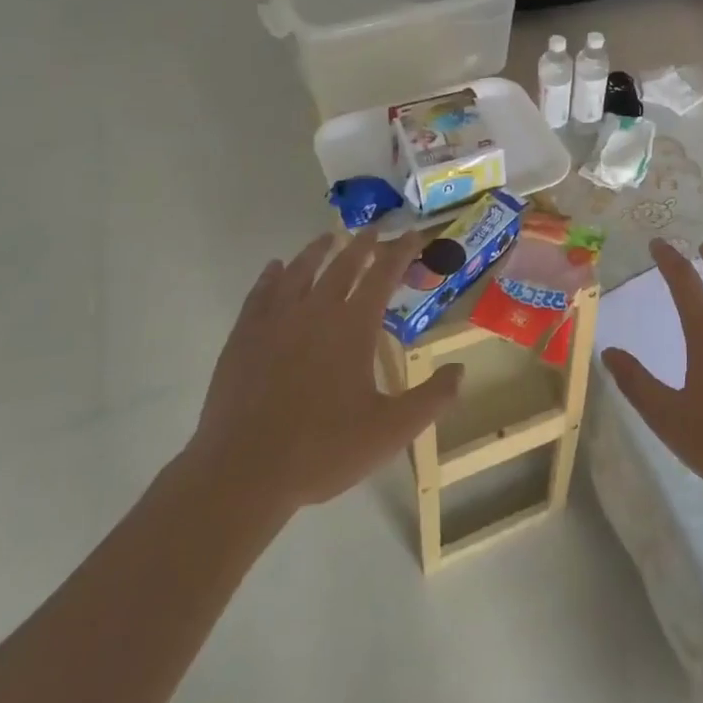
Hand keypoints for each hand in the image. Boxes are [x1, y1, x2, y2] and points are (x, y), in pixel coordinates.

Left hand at [188, 230, 463, 511]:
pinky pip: (260, 293)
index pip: (383, 273)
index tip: (414, 234)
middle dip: (364, 243)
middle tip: (376, 229)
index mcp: (353, 325)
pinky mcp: (244, 336)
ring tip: (329, 237)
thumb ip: (431, 398)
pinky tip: (275, 268)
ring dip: (318, 250)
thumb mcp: (390, 431)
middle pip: (344, 264)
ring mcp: (276, 320)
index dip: (401, 251)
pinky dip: (271, 275)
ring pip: (300, 270)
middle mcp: (316, 310)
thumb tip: (460, 369)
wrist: (242, 473)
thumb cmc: (323, 450)